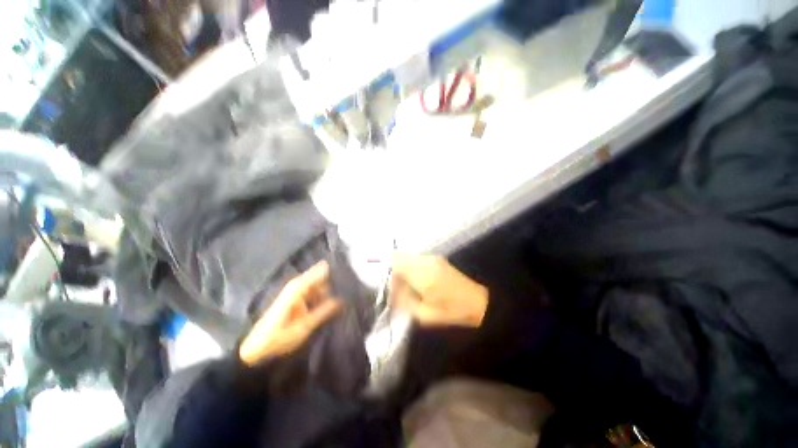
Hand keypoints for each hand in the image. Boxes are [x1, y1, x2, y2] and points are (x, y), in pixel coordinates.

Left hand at [239, 261, 343, 365]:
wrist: (255, 352)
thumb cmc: (278, 339)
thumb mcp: (304, 326)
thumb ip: (324, 311)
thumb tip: (343, 299)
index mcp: (297, 288)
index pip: (319, 271)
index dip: (333, 270)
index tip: (348, 272)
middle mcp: (296, 286)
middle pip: (318, 277)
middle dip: (332, 280)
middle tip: (350, 286)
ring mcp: (294, 293)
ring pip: (316, 285)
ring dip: (328, 289)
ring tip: (343, 295)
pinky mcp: (293, 301)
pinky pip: (311, 293)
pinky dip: (320, 296)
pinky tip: (331, 302)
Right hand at [390, 254, 487, 327]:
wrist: (477, 301)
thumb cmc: (451, 311)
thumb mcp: (424, 315)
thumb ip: (404, 300)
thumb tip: (392, 291)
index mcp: (423, 276)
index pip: (396, 263)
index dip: (388, 273)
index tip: (389, 287)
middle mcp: (426, 262)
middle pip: (399, 256)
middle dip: (393, 270)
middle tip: (397, 287)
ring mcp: (432, 258)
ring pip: (407, 256)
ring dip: (402, 267)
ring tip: (407, 285)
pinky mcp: (437, 258)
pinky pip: (415, 258)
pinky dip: (410, 266)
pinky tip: (416, 280)